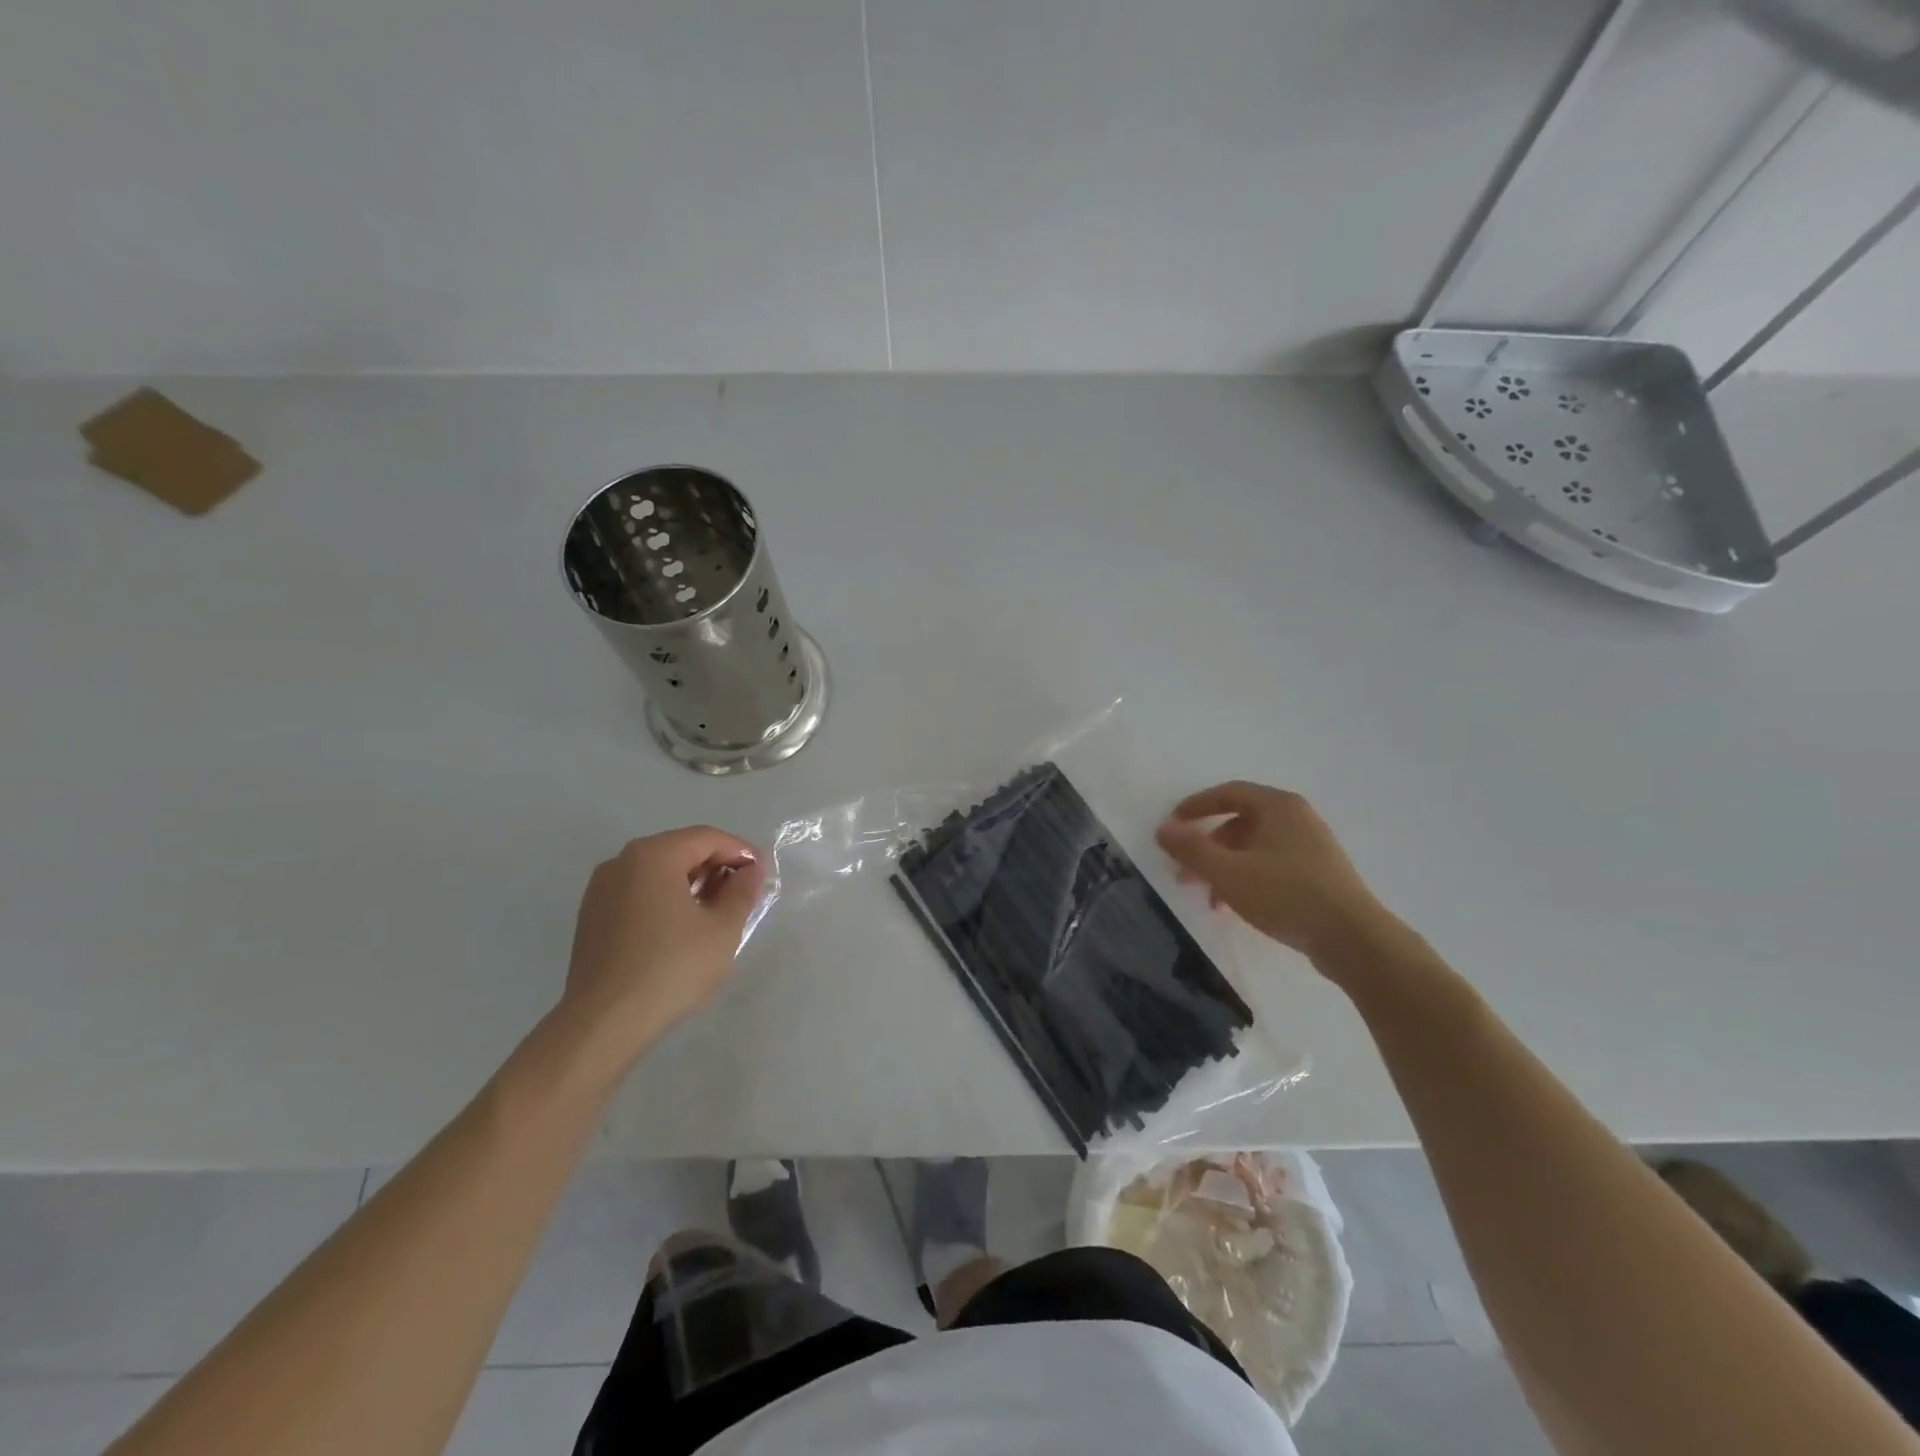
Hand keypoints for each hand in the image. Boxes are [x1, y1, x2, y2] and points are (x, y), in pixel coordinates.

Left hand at [557, 826, 765, 1063]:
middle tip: (743, 894)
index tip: (762, 875)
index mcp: (653, 855)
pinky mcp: (591, 916)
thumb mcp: (723, 929)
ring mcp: (600, 889)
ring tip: (716, 912)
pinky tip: (681, 928)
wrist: (604, 1023)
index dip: (740, 852)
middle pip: (680, 850)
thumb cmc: (671, 968)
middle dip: (716, 867)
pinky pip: (638, 893)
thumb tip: (751, 871)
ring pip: (658, 872)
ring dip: (692, 884)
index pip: (707, 838)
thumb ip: (743, 891)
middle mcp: (622, 861)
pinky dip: (665, 899)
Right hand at [1156, 782, 1392, 966]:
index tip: (1172, 825)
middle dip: (1207, 846)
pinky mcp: (1320, 875)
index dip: (1195, 806)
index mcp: (1278, 806)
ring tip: (1209, 899)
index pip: (1228, 793)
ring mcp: (1312, 847)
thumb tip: (1163, 828)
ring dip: (1225, 868)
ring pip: (1255, 848)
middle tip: (1185, 871)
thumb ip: (1191, 849)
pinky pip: (1272, 866)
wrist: (1354, 940)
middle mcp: (1297, 818)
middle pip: (1240, 822)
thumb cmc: (1286, 895)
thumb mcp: (1228, 873)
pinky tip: (1236, 908)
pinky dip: (1247, 879)